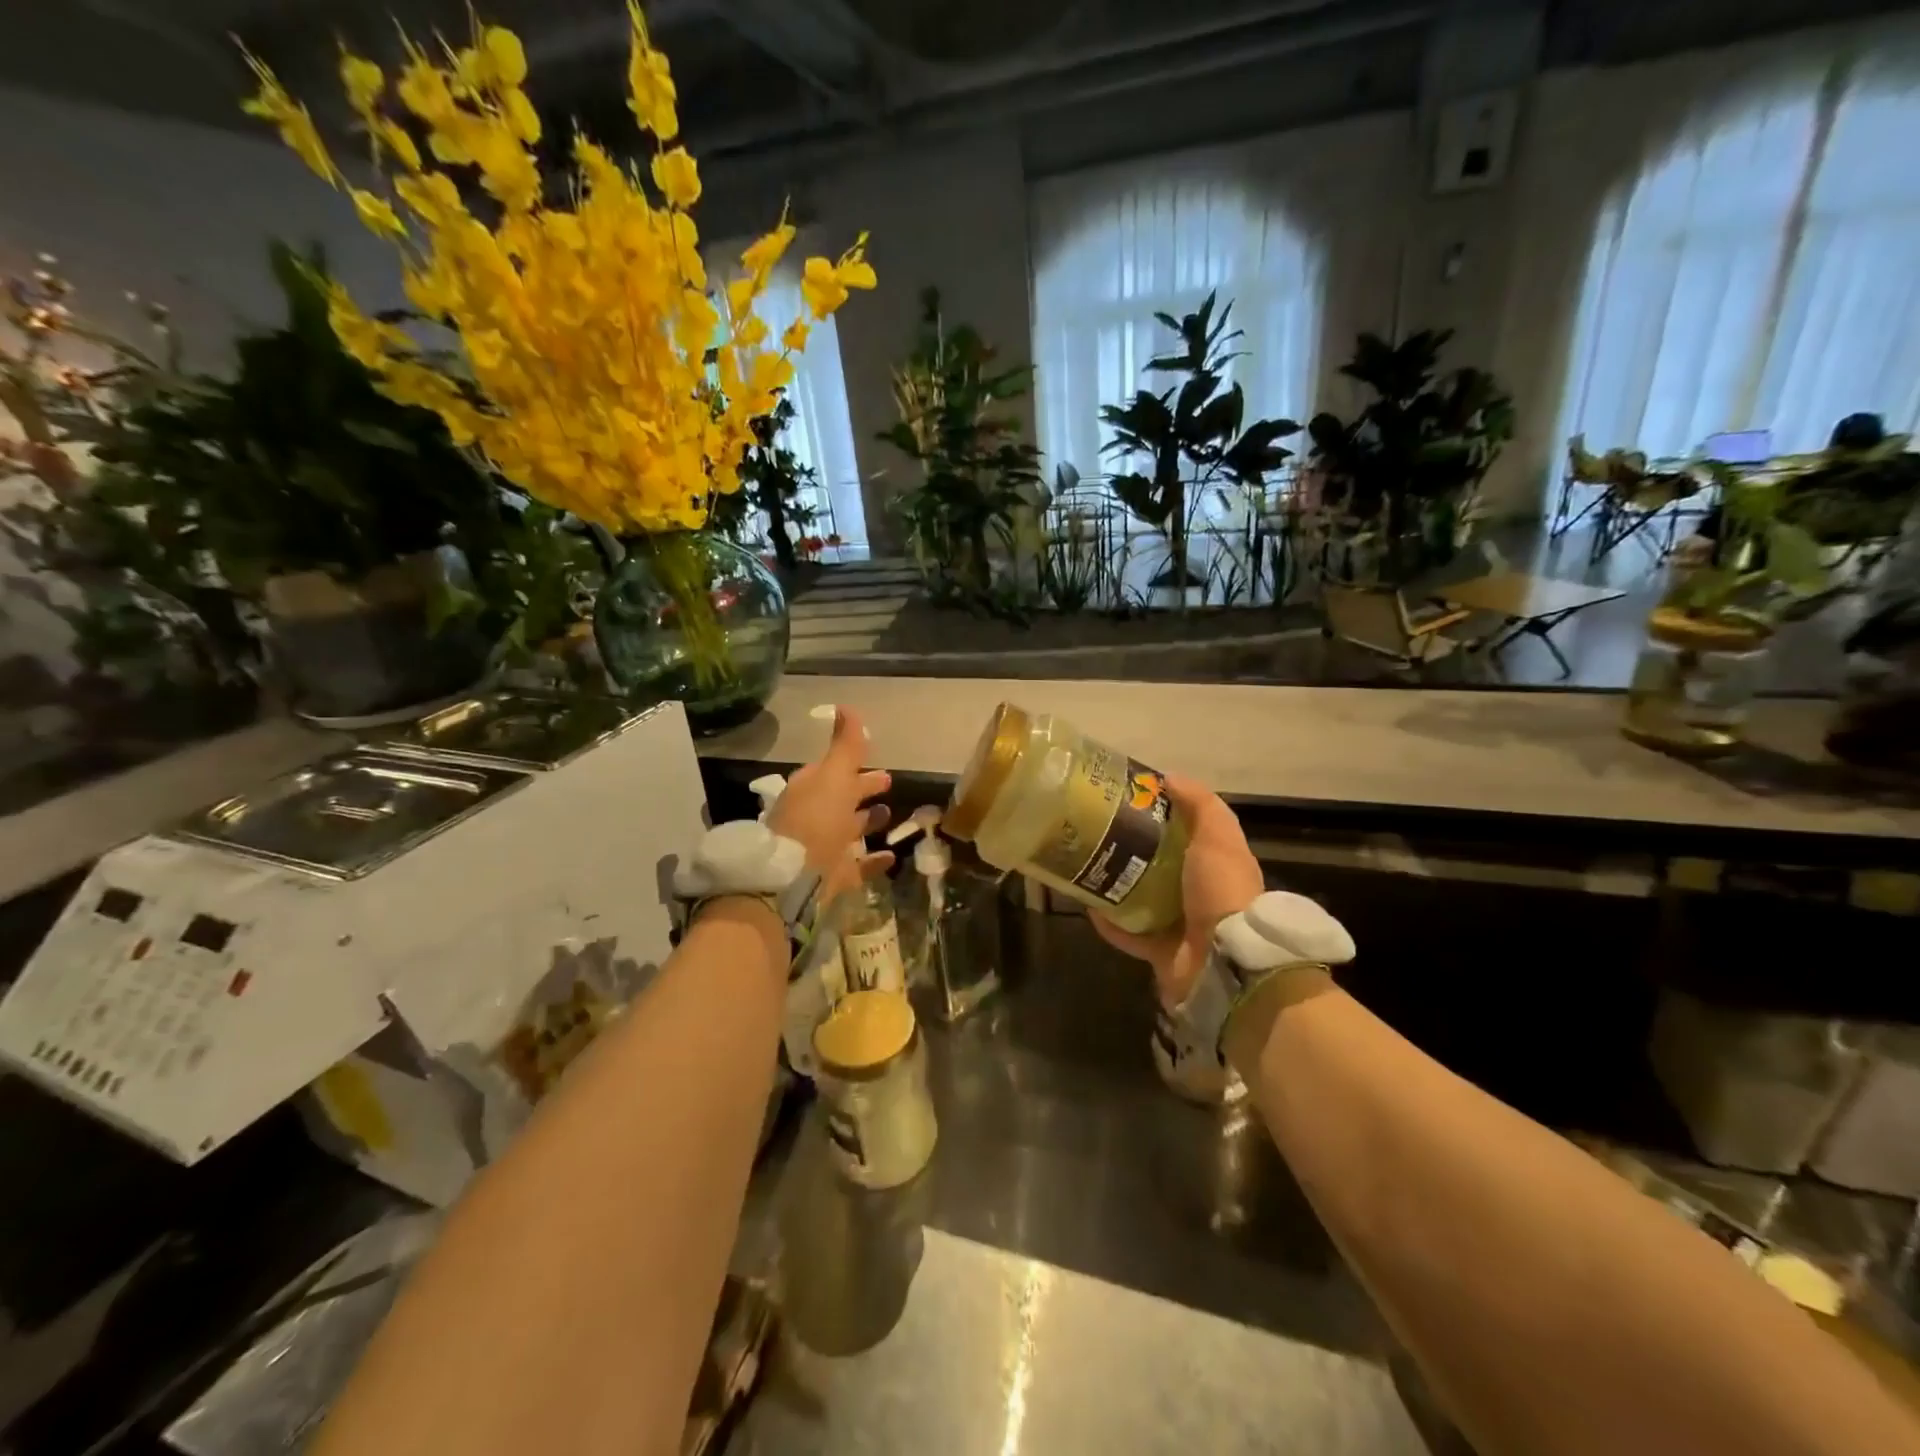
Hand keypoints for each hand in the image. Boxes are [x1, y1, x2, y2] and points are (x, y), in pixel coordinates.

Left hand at [767, 706, 893, 893]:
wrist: (793, 879)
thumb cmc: (816, 820)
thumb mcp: (834, 775)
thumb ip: (845, 745)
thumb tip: (846, 706)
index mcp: (812, 790)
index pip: (834, 771)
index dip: (853, 764)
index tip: (876, 758)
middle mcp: (816, 817)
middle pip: (842, 800)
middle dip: (863, 790)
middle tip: (889, 783)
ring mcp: (825, 848)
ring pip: (850, 831)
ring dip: (868, 822)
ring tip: (890, 815)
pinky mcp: (834, 877)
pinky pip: (859, 865)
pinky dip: (875, 860)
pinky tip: (892, 856)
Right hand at [1091, 774, 1262, 1005]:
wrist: (1224, 963)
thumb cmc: (1221, 890)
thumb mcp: (1218, 836)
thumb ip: (1199, 804)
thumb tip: (1169, 777)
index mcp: (1218, 864)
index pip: (1189, 832)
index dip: (1163, 814)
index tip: (1131, 799)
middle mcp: (1200, 894)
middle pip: (1161, 865)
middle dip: (1133, 849)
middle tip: (1100, 831)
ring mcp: (1180, 925)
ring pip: (1141, 899)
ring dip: (1116, 885)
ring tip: (1087, 864)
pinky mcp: (1160, 952)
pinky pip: (1128, 933)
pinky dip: (1109, 922)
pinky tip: (1088, 904)